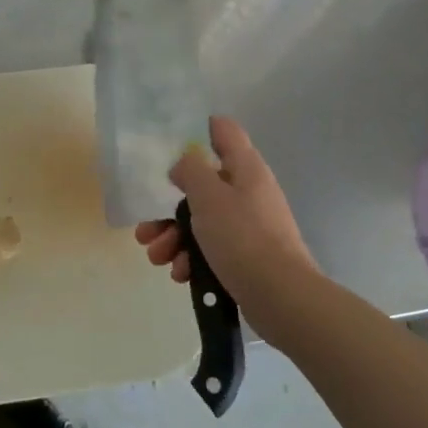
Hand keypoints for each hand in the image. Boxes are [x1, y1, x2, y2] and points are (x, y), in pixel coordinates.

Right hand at [134, 116, 318, 346]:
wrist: (280, 297)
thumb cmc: (242, 237)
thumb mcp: (208, 195)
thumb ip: (190, 170)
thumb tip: (184, 165)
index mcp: (245, 167)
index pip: (223, 131)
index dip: (197, 131)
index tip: (168, 147)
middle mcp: (248, 191)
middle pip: (202, 186)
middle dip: (169, 207)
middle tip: (147, 228)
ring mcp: (248, 225)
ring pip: (200, 221)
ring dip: (173, 238)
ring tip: (157, 257)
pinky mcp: (245, 256)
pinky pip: (210, 249)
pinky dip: (191, 259)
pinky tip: (180, 274)